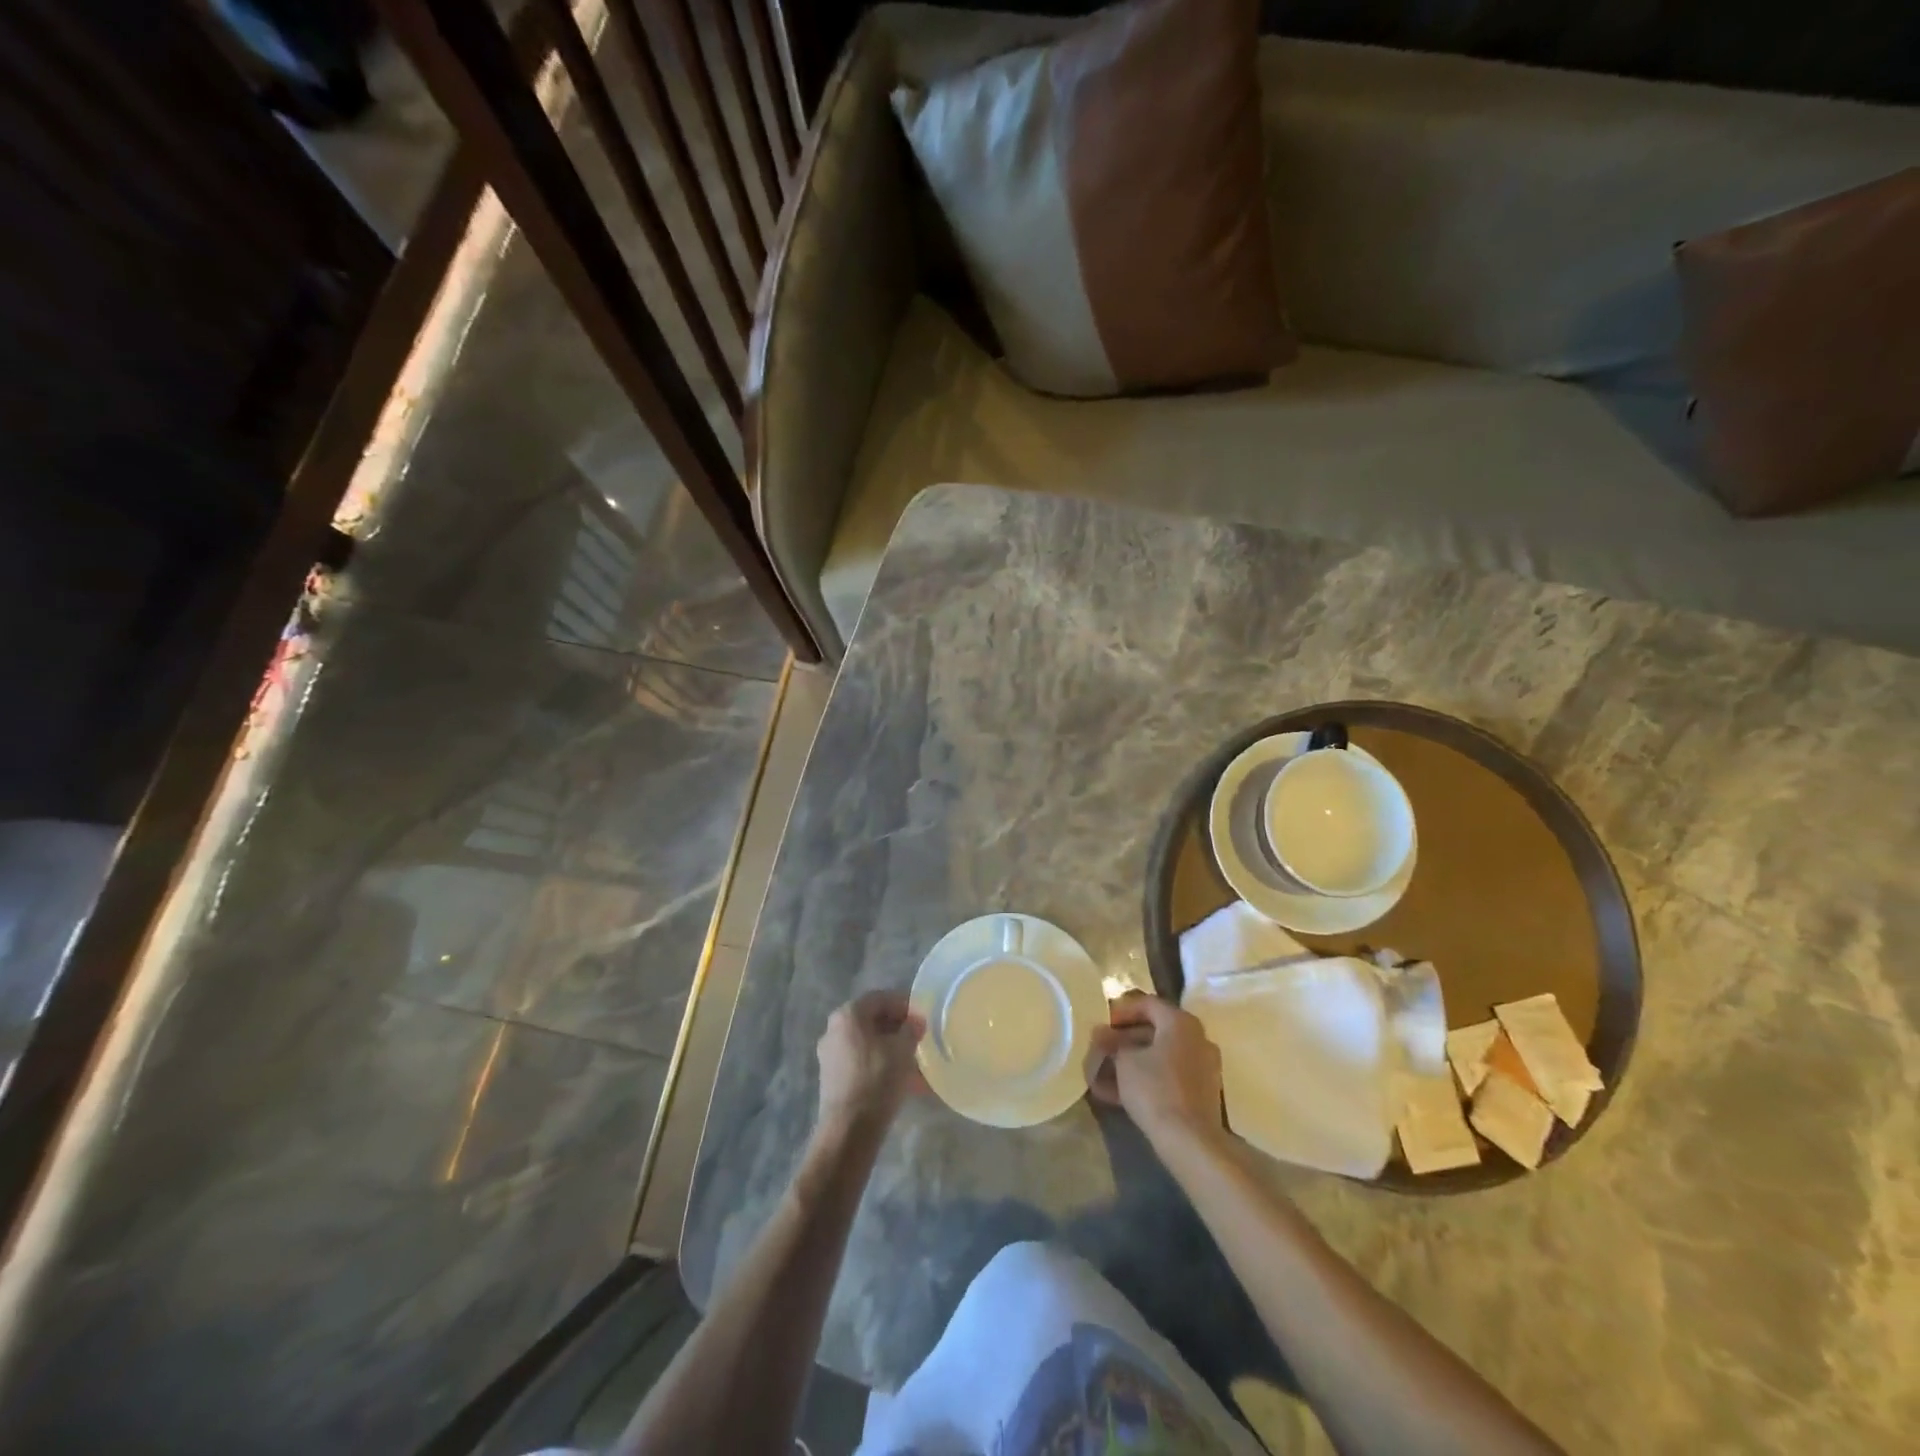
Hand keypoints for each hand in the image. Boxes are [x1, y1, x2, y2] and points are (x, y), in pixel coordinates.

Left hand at [816, 990, 925, 1137]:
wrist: (849, 1130)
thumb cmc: (877, 1080)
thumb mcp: (903, 1050)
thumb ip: (912, 1029)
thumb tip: (916, 1022)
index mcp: (848, 1015)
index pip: (881, 998)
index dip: (904, 1004)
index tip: (922, 1017)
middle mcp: (834, 1029)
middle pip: (872, 1020)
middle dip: (897, 1028)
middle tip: (919, 1038)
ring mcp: (830, 1054)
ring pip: (867, 1042)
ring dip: (890, 1048)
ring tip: (914, 1062)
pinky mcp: (832, 1077)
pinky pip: (860, 1061)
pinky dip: (880, 1064)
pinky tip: (899, 1079)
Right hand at [1086, 992, 1226, 1152]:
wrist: (1190, 1140)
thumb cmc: (1155, 1088)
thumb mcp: (1124, 1061)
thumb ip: (1112, 1043)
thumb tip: (1101, 1033)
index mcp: (1180, 1022)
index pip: (1147, 1004)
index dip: (1121, 1011)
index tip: (1102, 1023)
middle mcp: (1197, 1038)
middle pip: (1155, 1030)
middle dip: (1124, 1040)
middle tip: (1101, 1049)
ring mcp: (1202, 1066)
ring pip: (1160, 1056)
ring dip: (1132, 1062)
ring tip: (1103, 1075)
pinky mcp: (1201, 1092)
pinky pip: (1168, 1076)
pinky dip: (1146, 1079)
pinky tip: (1118, 1093)